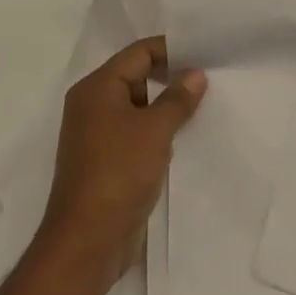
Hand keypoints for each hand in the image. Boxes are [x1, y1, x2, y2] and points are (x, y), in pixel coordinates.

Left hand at [38, 36, 205, 285]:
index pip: (139, 53)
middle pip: (137, 76)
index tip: (205, 53)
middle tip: (208, 78)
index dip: (171, 50)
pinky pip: (135, 132)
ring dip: (165, 107)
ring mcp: (96, 135)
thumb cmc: (118, 174)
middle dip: (171, 77)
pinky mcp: (105, 161)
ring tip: (202, 106)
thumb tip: (196, 73)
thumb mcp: (155, 131)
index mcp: (97, 88)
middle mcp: (92, 105)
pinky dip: (156, 131)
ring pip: (138, 106)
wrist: (87, 244)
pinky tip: (183, 138)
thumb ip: (177, 98)